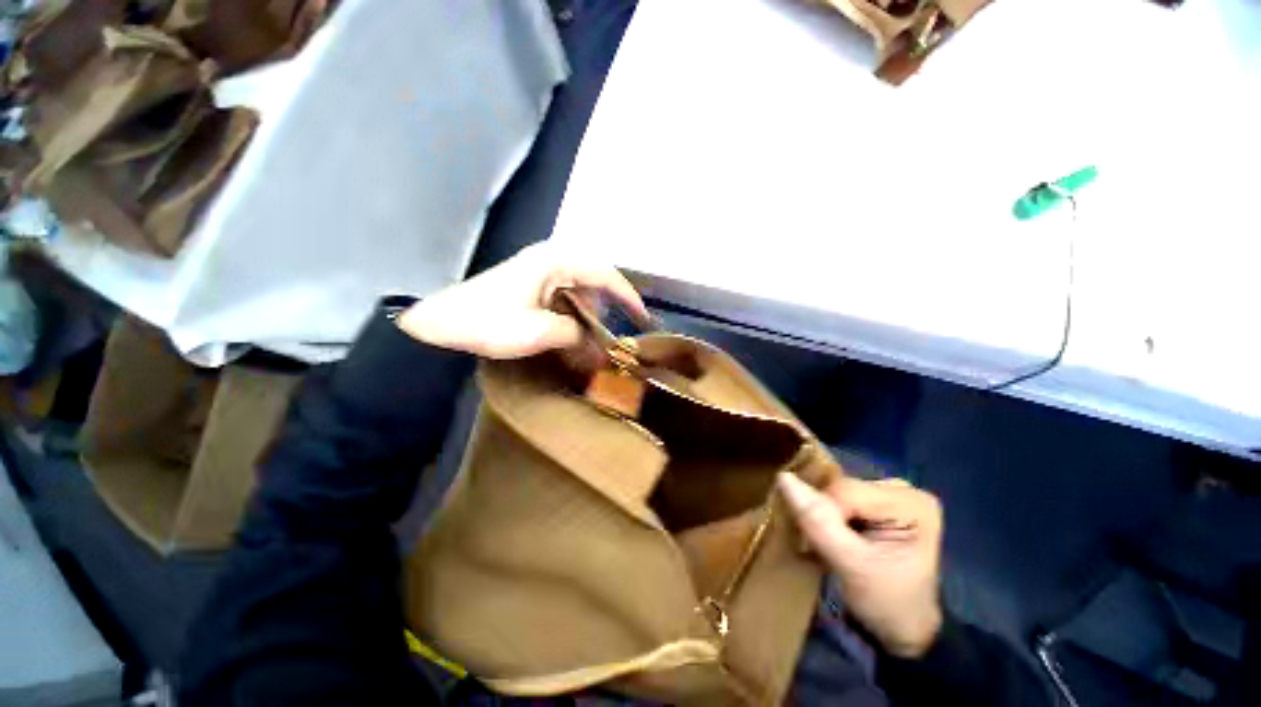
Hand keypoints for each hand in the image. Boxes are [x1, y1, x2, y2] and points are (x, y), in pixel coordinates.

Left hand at [397, 243, 647, 358]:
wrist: (440, 322)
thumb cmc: (488, 323)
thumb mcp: (539, 333)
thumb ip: (576, 335)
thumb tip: (597, 346)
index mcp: (556, 262)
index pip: (605, 274)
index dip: (628, 296)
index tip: (642, 317)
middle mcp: (551, 259)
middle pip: (593, 281)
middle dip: (606, 309)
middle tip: (610, 335)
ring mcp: (539, 269)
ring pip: (579, 290)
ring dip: (588, 314)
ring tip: (589, 339)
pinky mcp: (530, 282)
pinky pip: (563, 295)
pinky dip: (572, 314)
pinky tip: (569, 332)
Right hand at [777, 473, 944, 658]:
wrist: (902, 630)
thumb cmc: (886, 603)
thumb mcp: (852, 567)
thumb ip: (818, 521)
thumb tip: (783, 477)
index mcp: (912, 503)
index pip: (845, 491)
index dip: (825, 515)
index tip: (830, 549)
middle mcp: (904, 489)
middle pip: (841, 487)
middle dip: (825, 514)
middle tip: (827, 547)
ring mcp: (890, 493)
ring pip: (836, 490)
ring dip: (823, 514)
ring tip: (829, 541)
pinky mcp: (877, 500)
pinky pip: (838, 496)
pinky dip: (828, 514)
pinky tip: (833, 533)